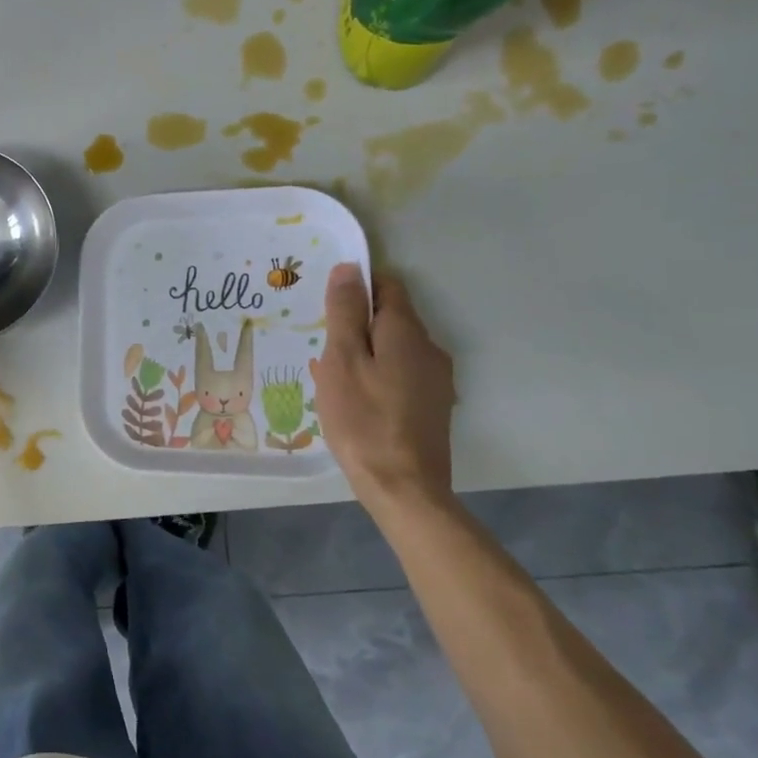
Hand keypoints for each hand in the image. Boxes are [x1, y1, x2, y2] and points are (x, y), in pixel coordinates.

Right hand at [309, 263, 455, 509]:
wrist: (404, 488)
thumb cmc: (363, 419)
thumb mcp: (342, 360)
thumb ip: (345, 312)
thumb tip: (349, 268)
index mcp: (407, 332)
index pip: (387, 286)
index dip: (356, 287)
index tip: (325, 306)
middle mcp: (430, 349)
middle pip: (391, 318)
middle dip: (356, 324)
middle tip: (321, 347)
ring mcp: (437, 381)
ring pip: (394, 349)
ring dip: (365, 352)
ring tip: (332, 377)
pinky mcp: (433, 407)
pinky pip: (401, 374)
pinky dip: (377, 376)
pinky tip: (355, 401)